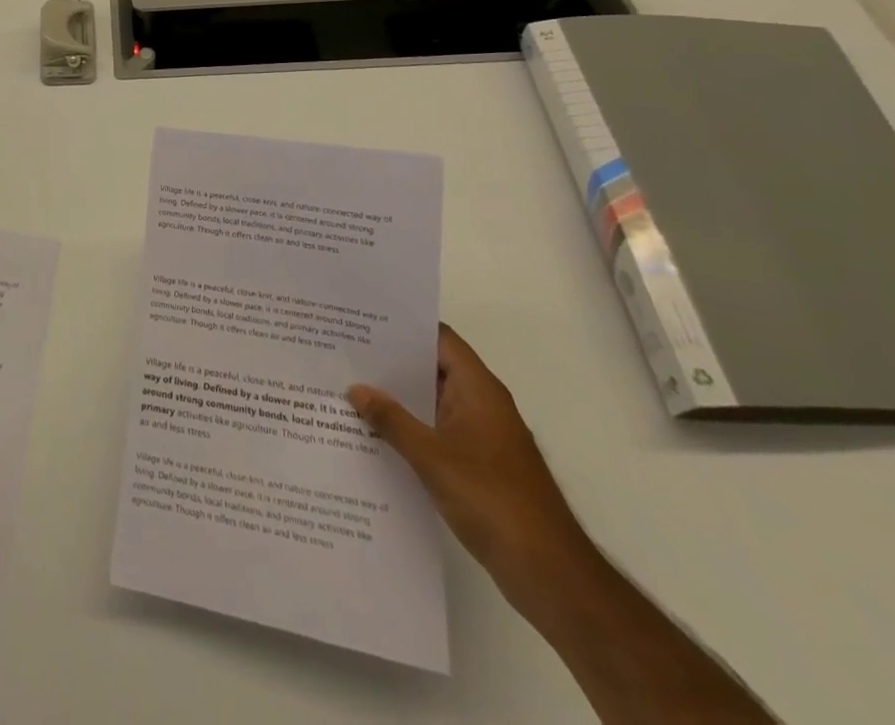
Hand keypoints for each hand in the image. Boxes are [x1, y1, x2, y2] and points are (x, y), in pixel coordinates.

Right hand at [349, 324, 590, 604]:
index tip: (364, 320)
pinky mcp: (479, 466)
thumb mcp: (431, 456)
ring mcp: (482, 437)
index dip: (404, 326)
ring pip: (432, 403)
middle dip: (392, 362)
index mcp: (478, 389)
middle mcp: (482, 405)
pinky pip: (437, 432)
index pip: (439, 338)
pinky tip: (375, 435)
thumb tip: (355, 388)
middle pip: (433, 368)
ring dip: (398, 399)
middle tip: (346, 353)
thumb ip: (391, 419)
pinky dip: (410, 428)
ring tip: (350, 389)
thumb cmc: (492, 500)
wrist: (549, 574)